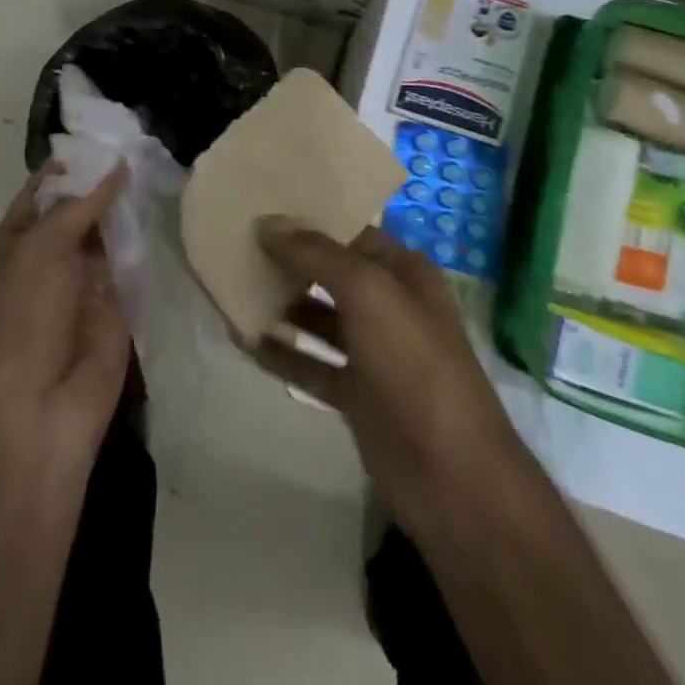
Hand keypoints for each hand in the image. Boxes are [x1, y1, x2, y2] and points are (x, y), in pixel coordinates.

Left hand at [0, 163, 131, 481]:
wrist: (40, 409)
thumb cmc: (23, 319)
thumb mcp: (41, 250)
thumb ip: (80, 206)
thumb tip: (116, 167)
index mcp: (16, 243)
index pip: (42, 191)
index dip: (69, 165)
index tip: (103, 134)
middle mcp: (49, 257)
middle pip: (80, 208)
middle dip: (104, 181)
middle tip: (141, 140)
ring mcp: (84, 280)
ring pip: (108, 231)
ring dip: (126, 205)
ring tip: (158, 162)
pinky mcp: (117, 302)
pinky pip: (131, 260)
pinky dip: (144, 237)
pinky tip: (165, 205)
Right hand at [251, 219, 538, 540]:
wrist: (451, 475)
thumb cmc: (414, 364)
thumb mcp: (368, 293)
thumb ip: (316, 255)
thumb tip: (268, 223)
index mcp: (403, 272)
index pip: (350, 232)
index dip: (310, 221)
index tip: (261, 209)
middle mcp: (389, 305)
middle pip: (330, 273)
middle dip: (289, 261)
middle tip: (237, 243)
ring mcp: (373, 352)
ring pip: (318, 318)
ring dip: (281, 305)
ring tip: (232, 287)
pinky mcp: (357, 396)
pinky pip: (311, 364)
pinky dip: (282, 353)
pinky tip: (243, 341)